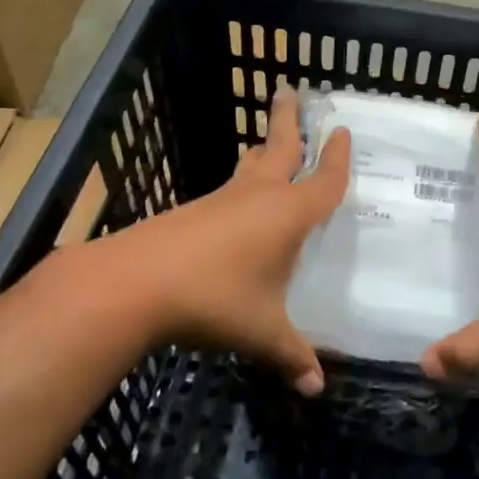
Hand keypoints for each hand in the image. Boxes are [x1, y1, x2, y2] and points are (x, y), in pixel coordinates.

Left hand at [90, 83, 350, 395]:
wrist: (134, 283)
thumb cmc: (214, 299)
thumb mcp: (261, 332)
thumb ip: (292, 355)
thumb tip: (316, 388)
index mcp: (287, 214)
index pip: (323, 181)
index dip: (338, 159)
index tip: (344, 131)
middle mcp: (256, 197)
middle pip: (279, 148)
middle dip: (289, 120)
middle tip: (290, 90)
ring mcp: (220, 201)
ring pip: (247, 166)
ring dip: (261, 150)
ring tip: (266, 141)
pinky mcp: (191, 213)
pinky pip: (226, 191)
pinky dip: (238, 184)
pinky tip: (234, 204)